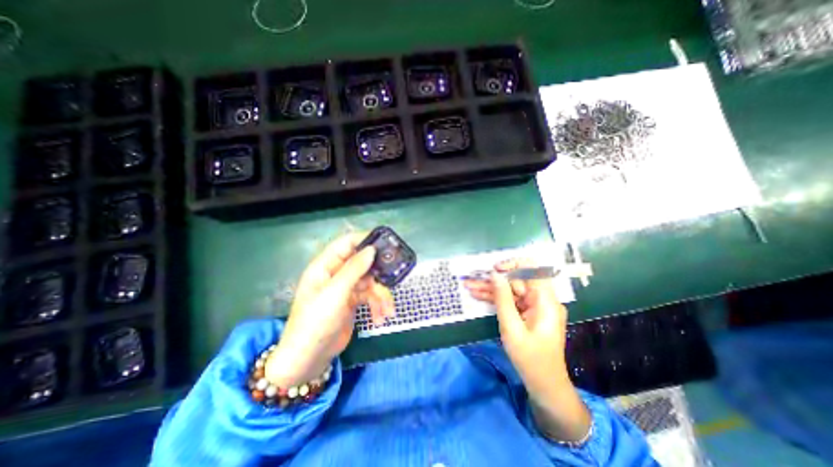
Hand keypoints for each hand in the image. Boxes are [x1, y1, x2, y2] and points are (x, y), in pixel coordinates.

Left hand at [268, 234, 394, 385]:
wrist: (309, 358)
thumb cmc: (316, 321)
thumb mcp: (335, 293)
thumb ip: (354, 269)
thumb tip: (372, 249)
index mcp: (326, 265)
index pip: (347, 243)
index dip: (365, 240)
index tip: (385, 244)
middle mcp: (336, 273)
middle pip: (363, 263)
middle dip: (378, 274)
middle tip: (393, 278)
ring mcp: (345, 288)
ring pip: (370, 282)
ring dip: (381, 295)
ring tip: (388, 311)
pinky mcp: (353, 301)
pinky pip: (370, 297)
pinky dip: (378, 306)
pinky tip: (380, 318)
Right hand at [467, 259, 569, 393]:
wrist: (544, 385)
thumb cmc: (530, 358)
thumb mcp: (511, 328)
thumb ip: (503, 298)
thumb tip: (495, 274)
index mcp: (545, 300)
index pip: (533, 269)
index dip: (513, 265)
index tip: (494, 270)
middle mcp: (542, 299)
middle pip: (517, 280)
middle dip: (493, 280)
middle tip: (471, 280)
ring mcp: (534, 306)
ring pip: (510, 290)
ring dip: (490, 289)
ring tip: (469, 286)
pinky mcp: (528, 312)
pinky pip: (511, 301)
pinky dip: (496, 299)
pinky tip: (478, 295)